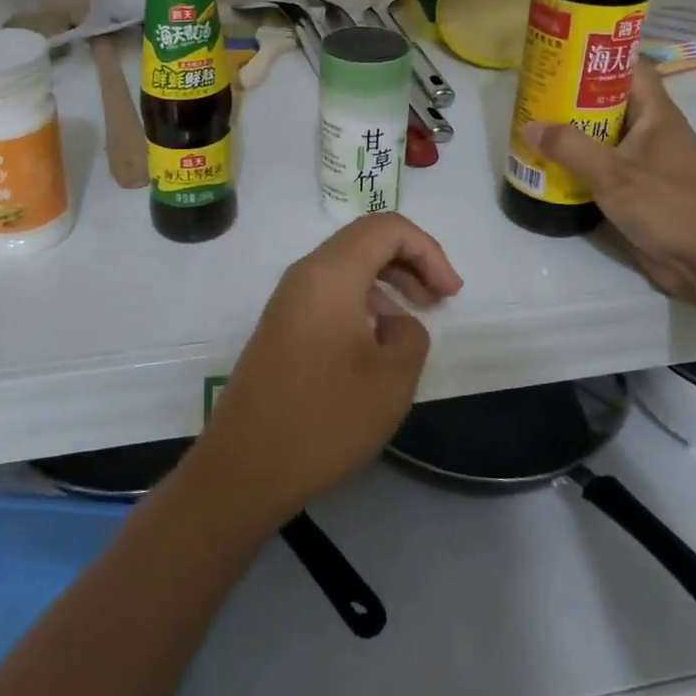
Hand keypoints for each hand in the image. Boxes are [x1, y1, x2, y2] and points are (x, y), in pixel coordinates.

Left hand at [184, 214, 463, 528]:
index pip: (386, 228)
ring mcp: (287, 301)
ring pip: (347, 268)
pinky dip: (363, 303)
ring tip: (415, 319)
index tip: (450, 294)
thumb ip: (410, 334)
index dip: (428, 250)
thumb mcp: (391, 378)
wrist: (245, 468)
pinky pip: (330, 294)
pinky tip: (378, 342)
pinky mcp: (281, 328)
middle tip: (440, 300)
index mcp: (329, 273)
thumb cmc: (324, 419)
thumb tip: (393, 322)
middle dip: (410, 261)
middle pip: (365, 241)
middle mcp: (304, 275)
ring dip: (388, 283)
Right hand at [521, 67, 695, 302]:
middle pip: (612, 102)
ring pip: (606, 137)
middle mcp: (654, 132)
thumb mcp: (613, 173)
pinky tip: (552, 168)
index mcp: (658, 114)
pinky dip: (581, 165)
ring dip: (575, 134)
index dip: (599, 57)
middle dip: (575, 97)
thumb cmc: (668, 205)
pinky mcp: (640, 191)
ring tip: (535, 127)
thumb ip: (570, 147)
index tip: (561, 55)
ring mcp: (648, 163)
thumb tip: (529, 126)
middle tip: (536, 94)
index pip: (630, 69)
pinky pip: (605, 167)